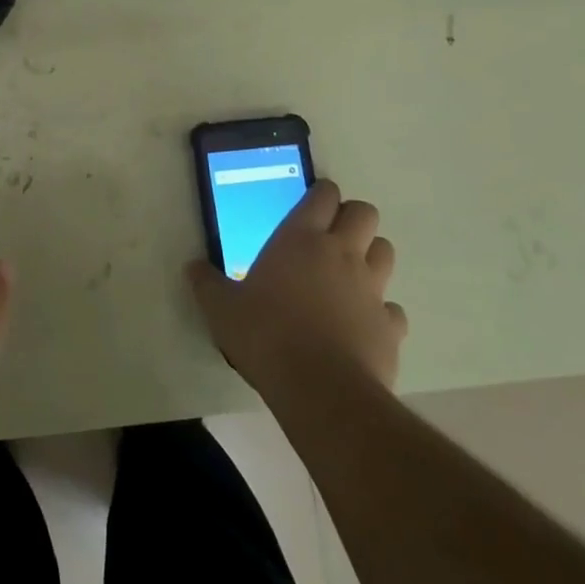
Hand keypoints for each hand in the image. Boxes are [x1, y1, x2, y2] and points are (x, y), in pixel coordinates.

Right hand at [188, 179, 406, 397]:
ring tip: (349, 274)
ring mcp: (371, 289)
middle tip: (331, 234)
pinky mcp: (390, 326)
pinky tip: (362, 324)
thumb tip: (192, 267)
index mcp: (300, 239)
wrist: (321, 390)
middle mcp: (341, 254)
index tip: (312, 202)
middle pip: (365, 213)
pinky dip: (382, 311)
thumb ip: (206, 284)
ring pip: (386, 251)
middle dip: (352, 217)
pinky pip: (393, 308)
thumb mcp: (221, 308)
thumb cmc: (265, 335)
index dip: (321, 193)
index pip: (323, 195)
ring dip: (371, 256)